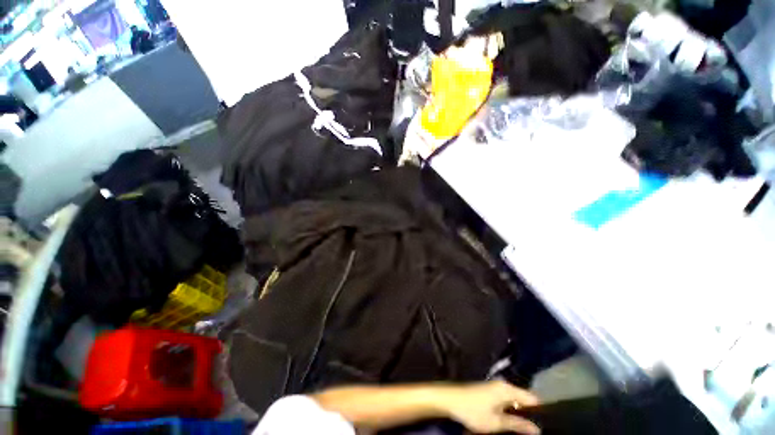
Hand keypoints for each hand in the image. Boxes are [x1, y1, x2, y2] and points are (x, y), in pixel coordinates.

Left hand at [442, 381, 540, 433]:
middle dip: (530, 414)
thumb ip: (517, 425)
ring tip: (525, 428)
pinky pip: (507, 401)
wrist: (451, 400)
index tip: (546, 424)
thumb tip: (538, 430)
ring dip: (520, 413)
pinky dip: (511, 410)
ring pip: (515, 401)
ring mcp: (496, 387)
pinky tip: (511, 422)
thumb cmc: (474, 411)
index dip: (541, 411)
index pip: (532, 398)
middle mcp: (504, 385)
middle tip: (535, 430)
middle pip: (524, 399)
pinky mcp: (490, 392)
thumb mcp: (497, 422)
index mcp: (508, 389)